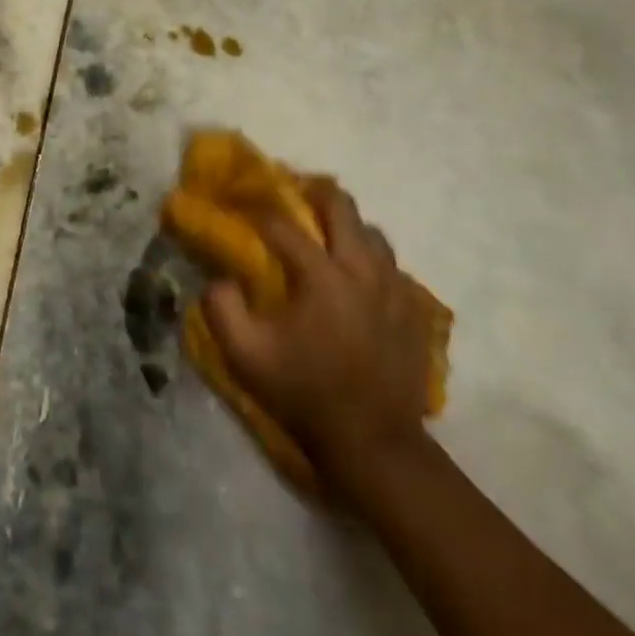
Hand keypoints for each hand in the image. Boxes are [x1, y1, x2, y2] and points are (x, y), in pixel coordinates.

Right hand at [200, 177, 431, 497]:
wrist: (373, 442)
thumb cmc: (304, 394)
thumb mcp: (245, 356)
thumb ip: (221, 307)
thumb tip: (221, 277)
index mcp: (322, 277)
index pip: (283, 225)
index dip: (257, 210)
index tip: (240, 205)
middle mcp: (363, 271)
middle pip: (342, 207)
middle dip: (313, 192)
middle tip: (292, 193)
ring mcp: (395, 289)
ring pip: (373, 232)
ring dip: (346, 224)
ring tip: (324, 233)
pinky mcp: (413, 309)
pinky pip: (391, 264)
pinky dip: (369, 256)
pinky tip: (354, 273)